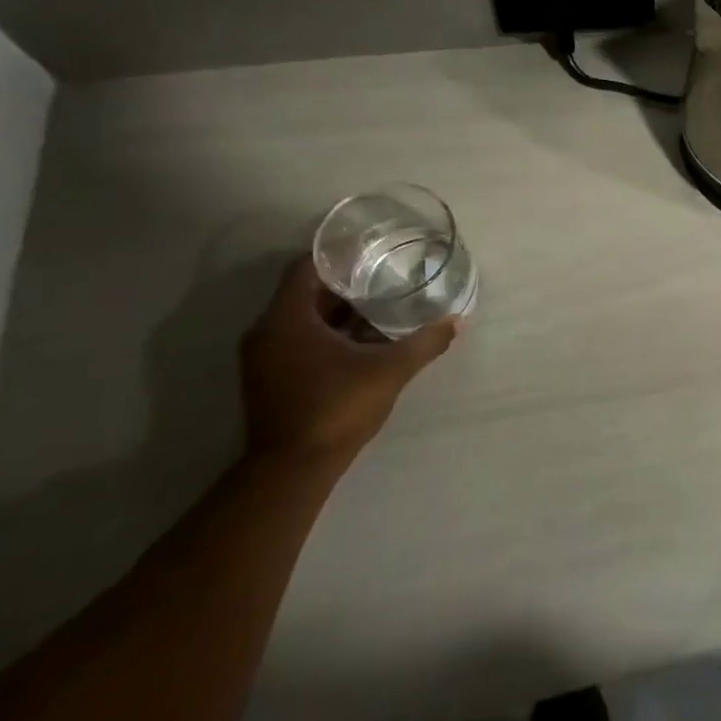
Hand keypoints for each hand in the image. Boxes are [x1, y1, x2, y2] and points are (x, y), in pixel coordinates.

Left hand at [239, 258, 460, 470]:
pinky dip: (327, 336)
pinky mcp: (269, 380)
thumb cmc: (337, 407)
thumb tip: (457, 321)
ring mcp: (264, 359)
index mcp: (287, 320)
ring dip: (338, 313)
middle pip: (305, 294)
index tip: (370, 251)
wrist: (293, 469)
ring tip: (381, 306)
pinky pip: (299, 342)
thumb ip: (424, 342)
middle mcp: (267, 333)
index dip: (337, 256)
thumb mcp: (390, 370)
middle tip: (385, 276)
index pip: (306, 269)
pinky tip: (363, 342)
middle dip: (345, 285)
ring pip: (302, 320)